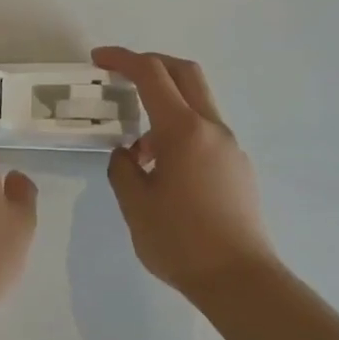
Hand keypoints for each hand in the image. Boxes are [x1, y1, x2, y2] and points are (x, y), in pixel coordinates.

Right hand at [93, 47, 282, 295]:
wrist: (240, 279)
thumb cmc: (181, 242)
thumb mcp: (135, 205)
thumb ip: (123, 169)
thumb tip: (127, 152)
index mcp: (183, 131)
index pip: (151, 75)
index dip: (122, 59)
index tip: (98, 59)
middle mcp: (212, 129)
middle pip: (184, 73)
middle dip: (151, 64)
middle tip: (120, 75)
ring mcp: (230, 147)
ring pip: (196, 103)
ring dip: (164, 105)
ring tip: (138, 149)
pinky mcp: (237, 167)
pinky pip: (204, 132)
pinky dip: (179, 130)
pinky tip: (163, 169)